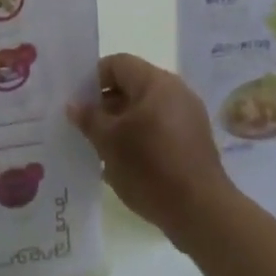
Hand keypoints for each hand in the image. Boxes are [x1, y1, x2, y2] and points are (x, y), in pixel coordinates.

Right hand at [68, 54, 237, 248]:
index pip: (117, 63)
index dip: (93, 79)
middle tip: (85, 127)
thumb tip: (74, 104)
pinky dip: (141, 136)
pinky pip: (160, 127)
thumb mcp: (110, 142)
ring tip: (102, 148)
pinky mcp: (194, 140)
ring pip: (145, 108)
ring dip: (122, 123)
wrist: (201, 212)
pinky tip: (126, 162)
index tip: (78, 103)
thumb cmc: (150, 168)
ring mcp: (188, 115)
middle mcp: (175, 90)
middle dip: (107, 104)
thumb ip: (89, 118)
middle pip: (132, 85)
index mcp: (156, 82)